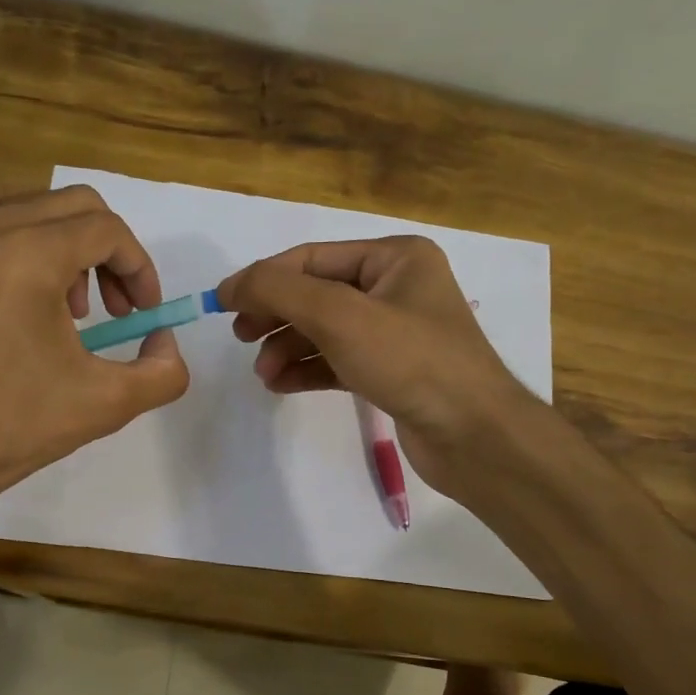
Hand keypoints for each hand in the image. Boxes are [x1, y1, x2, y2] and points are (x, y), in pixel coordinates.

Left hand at [0, 180, 189, 516]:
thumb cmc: (11, 425)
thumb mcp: (107, 404)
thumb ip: (163, 370)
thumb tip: (163, 338)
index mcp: (30, 255)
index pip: (108, 231)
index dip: (140, 269)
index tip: (143, 313)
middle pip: (75, 207)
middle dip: (110, 254)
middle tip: (115, 310)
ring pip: (32, 204)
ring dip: (66, 242)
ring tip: (68, 302)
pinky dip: (13, 227)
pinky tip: (17, 273)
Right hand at [215, 237, 530, 499]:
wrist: (474, 436)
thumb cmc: (410, 361)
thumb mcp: (339, 316)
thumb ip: (279, 291)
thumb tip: (231, 285)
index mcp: (395, 258)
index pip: (312, 258)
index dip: (263, 278)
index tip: (221, 303)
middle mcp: (396, 287)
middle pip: (316, 293)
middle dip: (276, 316)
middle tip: (241, 338)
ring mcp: (394, 332)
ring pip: (324, 330)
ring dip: (288, 348)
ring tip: (264, 374)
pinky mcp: (391, 371)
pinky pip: (337, 360)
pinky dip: (307, 369)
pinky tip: (281, 384)